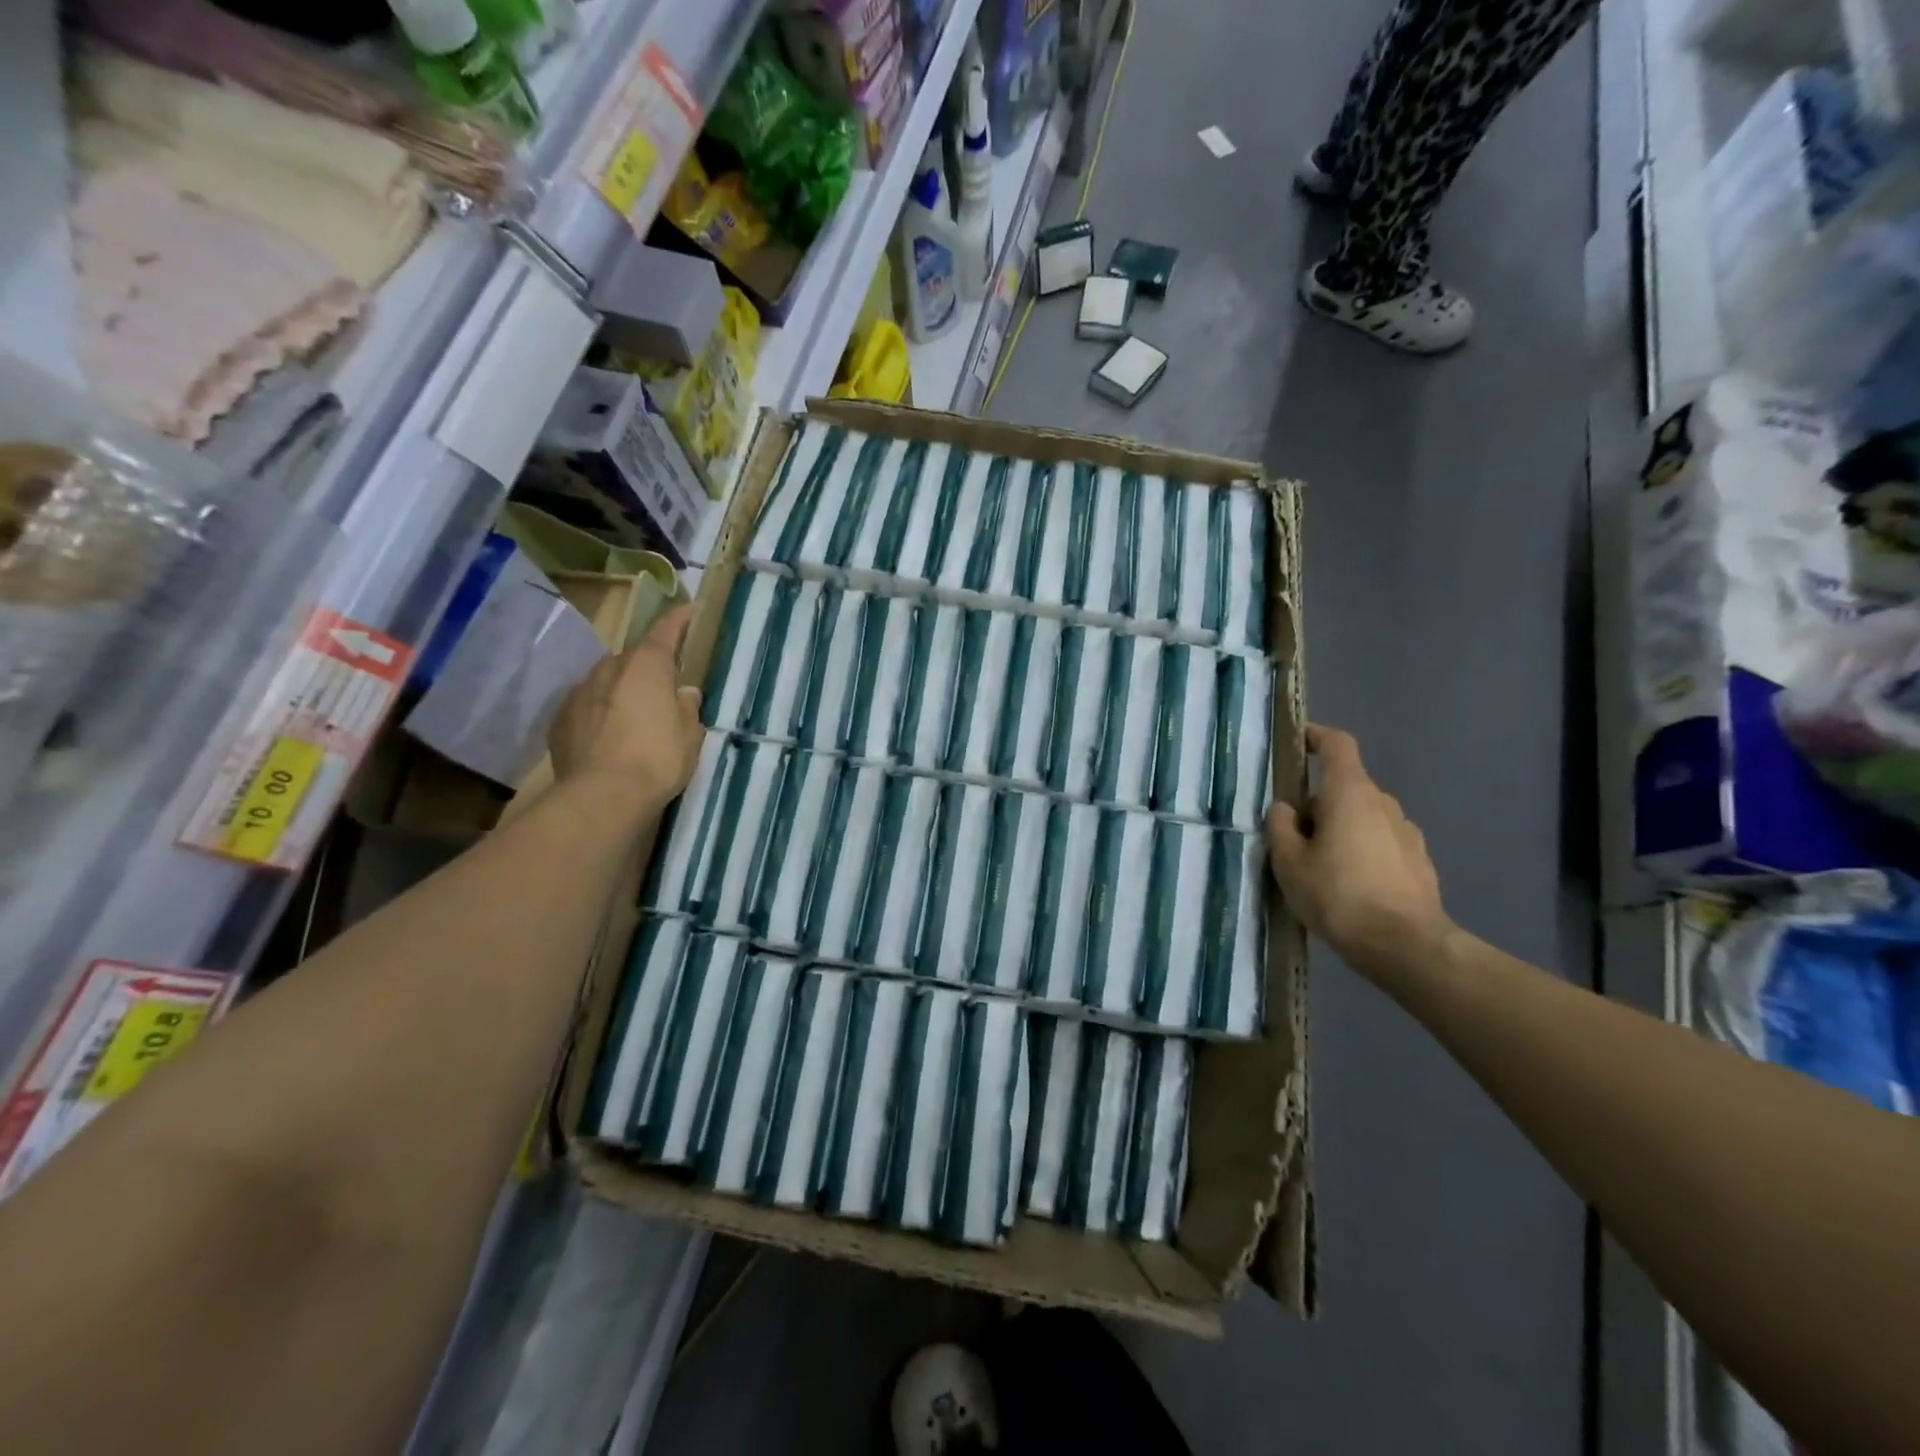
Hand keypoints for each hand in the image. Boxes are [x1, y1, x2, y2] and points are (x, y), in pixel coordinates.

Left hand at [549, 606, 703, 816]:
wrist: (601, 796)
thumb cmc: (657, 759)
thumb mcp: (690, 736)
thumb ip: (687, 709)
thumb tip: (684, 693)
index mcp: (647, 666)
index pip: (665, 631)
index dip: (678, 619)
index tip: (687, 609)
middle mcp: (610, 669)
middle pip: (632, 658)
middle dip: (647, 666)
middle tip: (662, 686)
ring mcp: (579, 692)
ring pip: (606, 680)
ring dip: (620, 689)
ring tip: (633, 714)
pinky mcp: (560, 719)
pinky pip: (586, 706)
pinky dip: (599, 712)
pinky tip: (608, 735)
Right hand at [1266, 725, 1452, 982]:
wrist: (1405, 946)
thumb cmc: (1338, 895)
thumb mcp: (1289, 862)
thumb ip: (1281, 827)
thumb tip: (1285, 809)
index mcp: (1350, 793)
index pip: (1336, 746)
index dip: (1316, 736)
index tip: (1298, 741)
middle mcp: (1383, 803)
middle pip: (1344, 787)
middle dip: (1317, 804)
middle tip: (1292, 837)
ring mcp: (1406, 832)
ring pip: (1362, 817)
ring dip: (1339, 830)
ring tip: (1319, 867)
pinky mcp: (1419, 861)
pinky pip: (1380, 843)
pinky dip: (1361, 852)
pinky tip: (1348, 886)